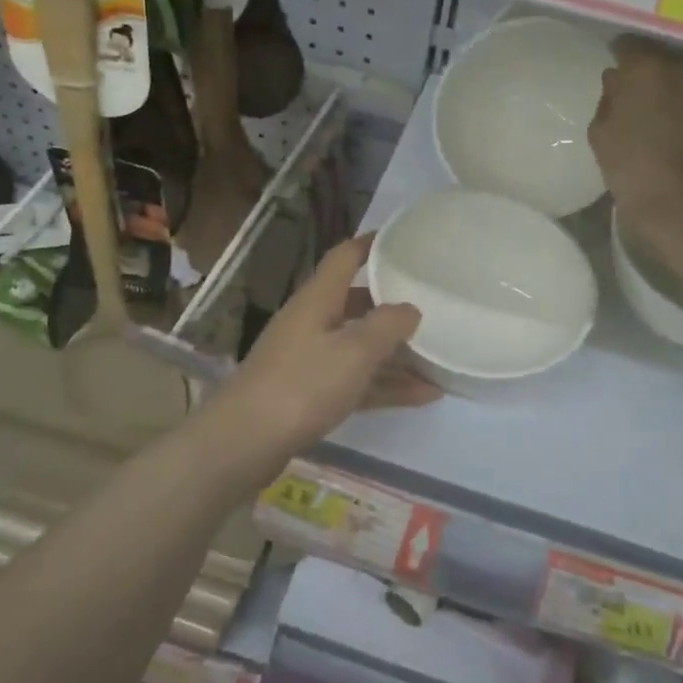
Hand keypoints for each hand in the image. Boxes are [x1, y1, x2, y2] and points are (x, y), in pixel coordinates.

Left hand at [206, 236, 437, 478]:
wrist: (244, 443)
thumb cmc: (302, 385)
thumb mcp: (354, 351)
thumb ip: (387, 325)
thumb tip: (410, 308)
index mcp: (318, 300)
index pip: (345, 257)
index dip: (371, 244)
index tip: (401, 239)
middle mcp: (312, 322)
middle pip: (356, 303)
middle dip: (391, 304)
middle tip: (430, 302)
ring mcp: (309, 359)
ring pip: (359, 346)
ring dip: (395, 352)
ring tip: (439, 356)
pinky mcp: (310, 394)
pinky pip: (355, 380)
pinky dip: (385, 384)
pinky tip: (422, 395)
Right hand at [590, 35, 682, 226]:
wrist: (682, 201)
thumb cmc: (631, 168)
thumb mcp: (600, 132)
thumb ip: (609, 97)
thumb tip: (619, 78)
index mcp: (642, 65)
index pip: (628, 44)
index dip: (622, 57)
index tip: (620, 73)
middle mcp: (681, 61)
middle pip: (665, 51)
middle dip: (655, 66)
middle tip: (649, 91)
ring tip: (682, 97)